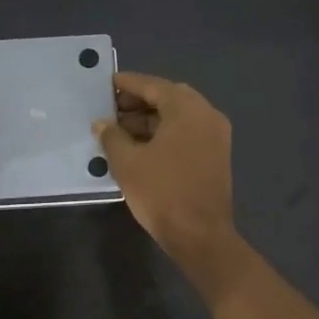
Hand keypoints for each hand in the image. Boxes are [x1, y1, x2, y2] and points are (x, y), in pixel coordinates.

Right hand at [94, 72, 239, 272]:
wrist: (200, 235)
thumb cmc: (161, 193)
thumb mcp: (127, 163)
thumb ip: (112, 136)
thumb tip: (102, 123)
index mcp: (187, 109)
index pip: (153, 86)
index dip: (128, 83)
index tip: (107, 83)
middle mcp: (207, 115)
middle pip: (169, 97)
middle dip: (139, 102)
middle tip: (111, 109)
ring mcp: (216, 136)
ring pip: (179, 116)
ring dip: (151, 119)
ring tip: (120, 131)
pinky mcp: (216, 155)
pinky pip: (187, 132)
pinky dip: (165, 133)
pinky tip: (141, 146)